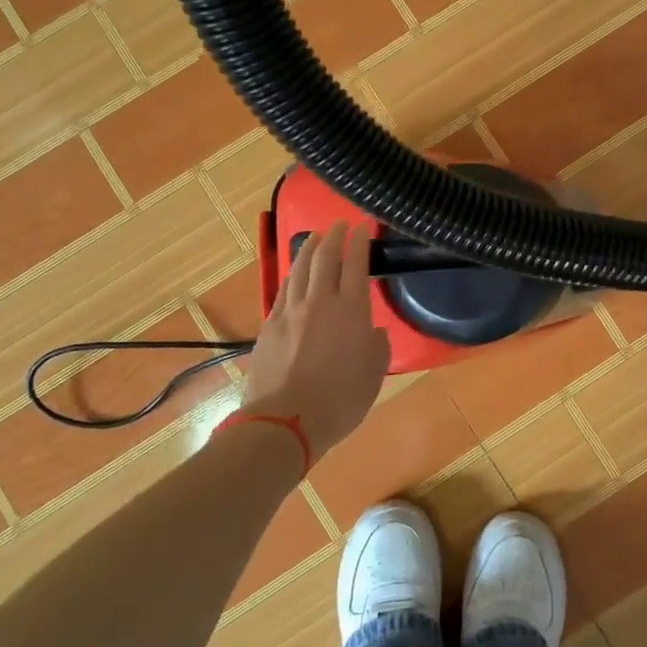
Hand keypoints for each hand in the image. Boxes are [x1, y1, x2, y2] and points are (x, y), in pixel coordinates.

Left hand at [241, 221, 390, 457]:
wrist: (285, 421)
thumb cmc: (340, 401)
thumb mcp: (373, 376)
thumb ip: (377, 347)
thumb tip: (372, 331)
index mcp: (351, 311)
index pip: (356, 265)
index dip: (359, 243)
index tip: (361, 228)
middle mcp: (319, 302)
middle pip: (324, 258)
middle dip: (333, 237)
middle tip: (338, 224)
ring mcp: (290, 312)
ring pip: (299, 269)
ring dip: (309, 249)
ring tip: (315, 238)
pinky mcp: (269, 326)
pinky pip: (283, 290)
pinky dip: (292, 275)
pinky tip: (294, 274)